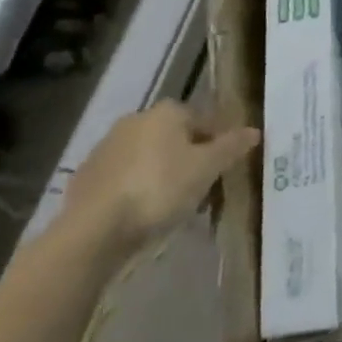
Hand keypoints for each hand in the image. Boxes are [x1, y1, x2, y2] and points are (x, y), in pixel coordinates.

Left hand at [61, 101, 260, 260]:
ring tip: (172, 206)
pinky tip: (141, 213)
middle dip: (189, 158)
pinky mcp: (85, 176)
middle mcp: (136, 119)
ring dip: (161, 173)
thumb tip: (255, 130)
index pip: (204, 120)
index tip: (224, 170)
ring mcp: (106, 147)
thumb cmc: (159, 189)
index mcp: (167, 112)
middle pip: (174, 137)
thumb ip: (231, 147)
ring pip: (147, 157)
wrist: (93, 230)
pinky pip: (123, 178)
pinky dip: (135, 189)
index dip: (219, 144)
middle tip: (201, 189)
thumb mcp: (206, 169)